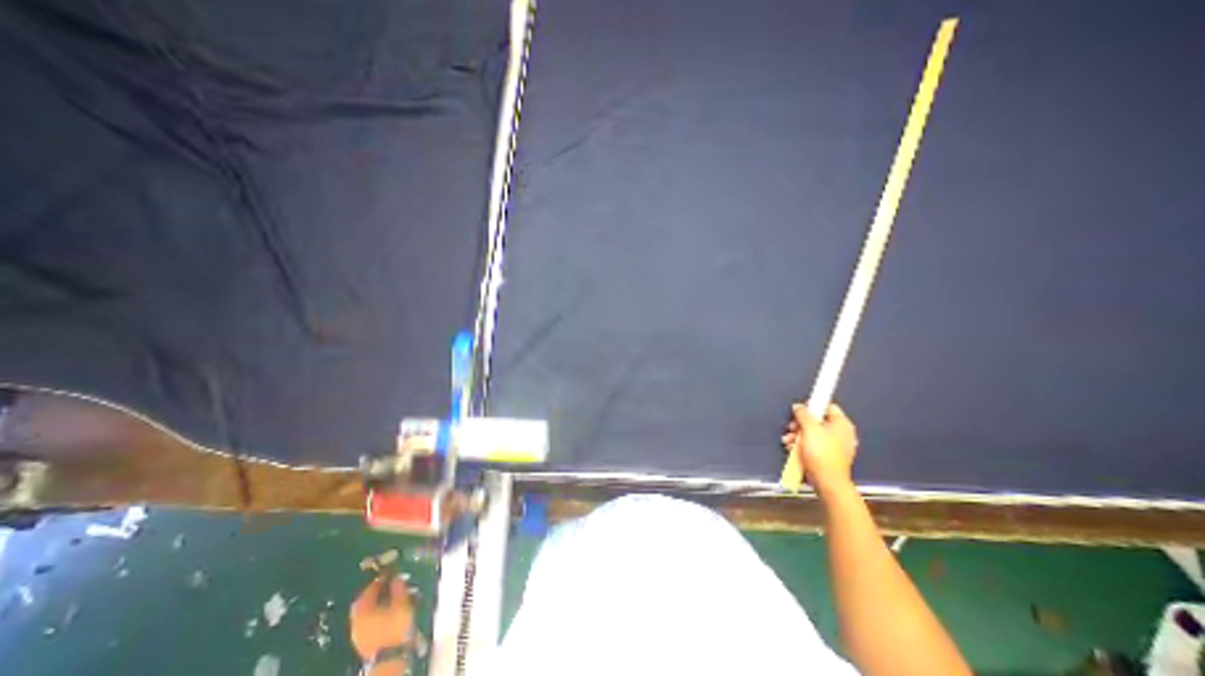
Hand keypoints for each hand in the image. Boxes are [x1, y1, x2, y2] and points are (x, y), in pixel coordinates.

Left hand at [351, 577, 416, 659]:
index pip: (368, 590)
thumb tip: (396, 577)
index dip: (378, 579)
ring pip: (366, 612)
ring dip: (376, 602)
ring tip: (390, 595)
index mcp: (364, 610)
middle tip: (386, 583)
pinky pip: (369, 620)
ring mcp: (359, 633)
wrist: (390, 658)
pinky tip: (388, 610)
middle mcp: (357, 621)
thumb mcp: (401, 603)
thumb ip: (398, 589)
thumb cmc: (395, 627)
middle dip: (374, 592)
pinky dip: (377, 612)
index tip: (388, 572)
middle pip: (363, 602)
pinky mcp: (365, 641)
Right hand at [782, 400, 855, 490]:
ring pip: (812, 433)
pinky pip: (813, 445)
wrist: (827, 482)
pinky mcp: (828, 456)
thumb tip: (798, 406)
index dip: (812, 406)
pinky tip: (792, 449)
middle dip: (800, 424)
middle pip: (817, 420)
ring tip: (788, 441)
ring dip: (797, 435)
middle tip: (791, 428)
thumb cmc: (820, 452)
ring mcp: (836, 446)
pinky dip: (802, 445)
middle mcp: (841, 433)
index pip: (828, 406)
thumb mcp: (809, 428)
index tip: (800, 411)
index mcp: (842, 424)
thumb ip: (803, 414)